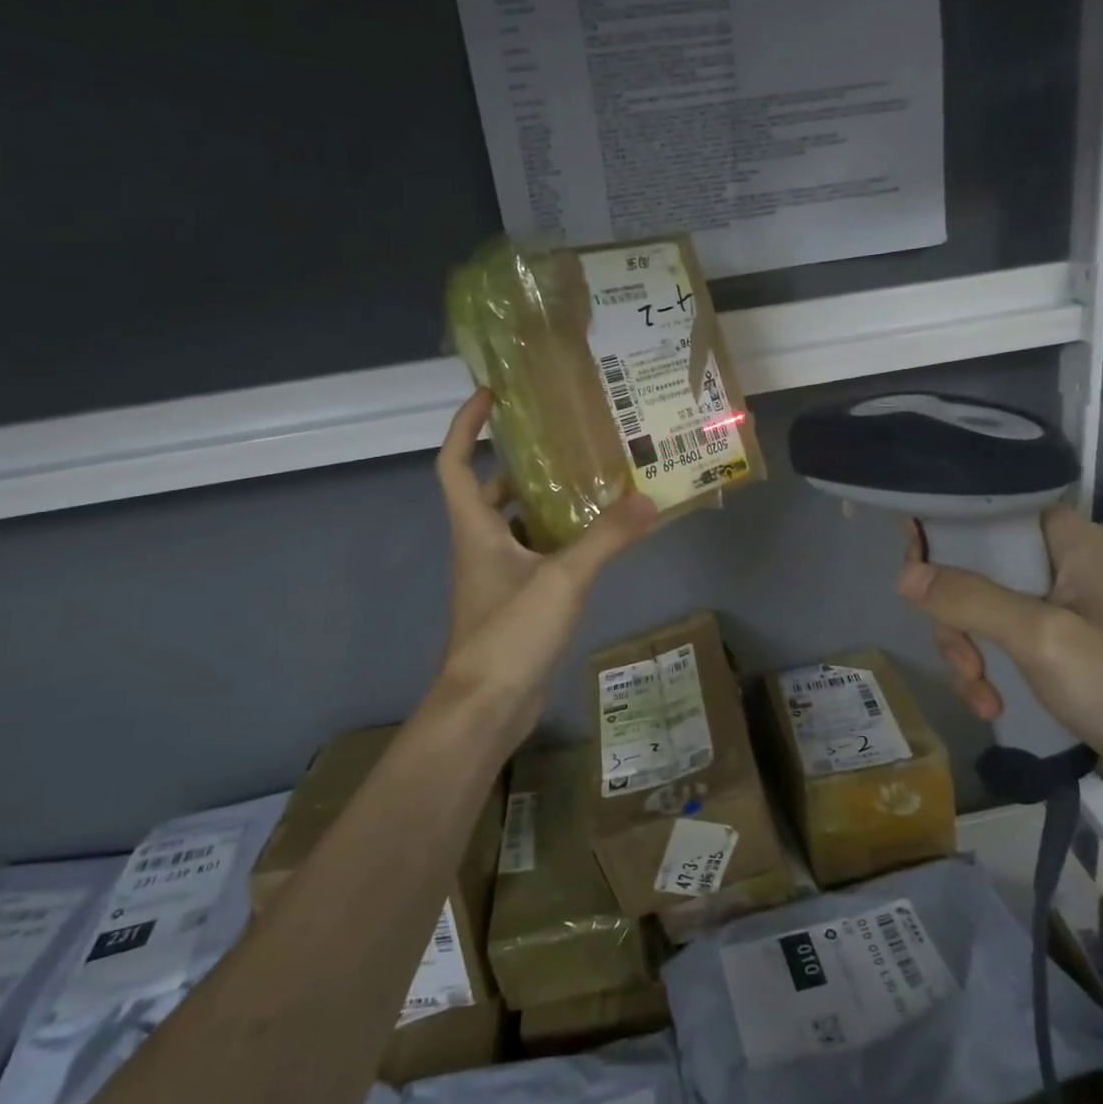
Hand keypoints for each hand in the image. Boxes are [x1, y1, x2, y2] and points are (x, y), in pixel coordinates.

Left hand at [431, 390, 655, 740]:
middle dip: (519, 464)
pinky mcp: (517, 602)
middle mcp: (481, 546)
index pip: (454, 462)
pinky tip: (597, 540)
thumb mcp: (562, 579)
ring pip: (517, 526)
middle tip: (564, 443)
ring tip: (591, 483)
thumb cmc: (509, 633)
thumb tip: (649, 499)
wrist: (486, 708)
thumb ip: (606, 538)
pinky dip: (560, 541)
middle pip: (490, 491)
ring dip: (544, 503)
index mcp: (476, 528)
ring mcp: (498, 577)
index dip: (464, 425)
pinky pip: (537, 556)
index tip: (491, 395)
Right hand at [896, 505, 1102, 804]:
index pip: (988, 511)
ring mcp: (1057, 608)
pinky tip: (990, 704)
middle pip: (973, 564)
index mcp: (1068, 541)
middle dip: (953, 613)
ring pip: (978, 608)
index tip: (914, 568)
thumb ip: (971, 599)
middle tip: (959, 653)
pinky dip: (985, 669)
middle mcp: (1059, 564)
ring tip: (979, 691)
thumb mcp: (1042, 638)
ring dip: (966, 650)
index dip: (944, 529)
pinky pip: (997, 640)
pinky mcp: (1055, 646)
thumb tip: (905, 575)